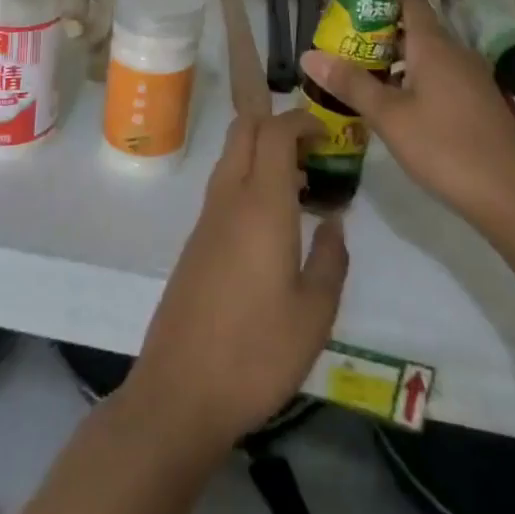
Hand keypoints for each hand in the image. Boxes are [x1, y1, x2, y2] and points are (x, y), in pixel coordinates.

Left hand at [122, 110, 348, 451]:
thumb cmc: (256, 353)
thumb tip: (335, 222)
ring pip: (231, 156)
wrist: (179, 393)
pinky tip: (272, 222)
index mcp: (261, 205)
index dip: (301, 120)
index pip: (274, 131)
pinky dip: (249, 179)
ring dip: (262, 151)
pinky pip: (224, 187)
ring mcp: (207, 218)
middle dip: (277, 122)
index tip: (327, 133)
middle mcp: (229, 198)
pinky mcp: (195, 242)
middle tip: (312, 150)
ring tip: (300, 185)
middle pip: (244, 130)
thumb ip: (331, 260)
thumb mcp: (314, 315)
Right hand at [301, 0, 514, 233]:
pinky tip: (397, 111)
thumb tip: (308, 54)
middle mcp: (455, 53)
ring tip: (361, 82)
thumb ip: (351, 84)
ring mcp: (471, 79)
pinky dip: (415, 83)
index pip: (407, 1)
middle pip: (413, 29)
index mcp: (434, 45)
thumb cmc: (446, 148)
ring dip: (395, 63)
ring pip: (426, 57)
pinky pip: (440, 79)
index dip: (377, 0)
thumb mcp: (390, 117)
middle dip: (377, 37)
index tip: (346, 13)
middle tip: (343, 52)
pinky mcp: (479, 104)